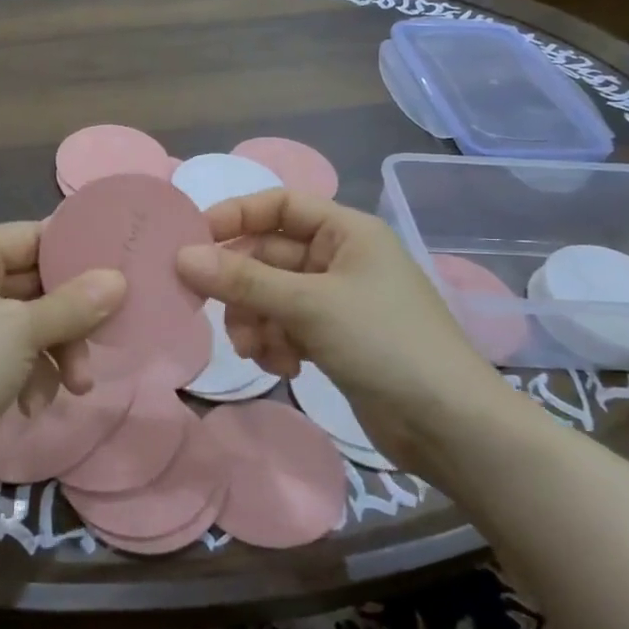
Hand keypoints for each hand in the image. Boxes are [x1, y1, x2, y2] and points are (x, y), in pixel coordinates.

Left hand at [0, 222, 125, 463]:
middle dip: (71, 318)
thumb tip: (118, 279)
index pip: (31, 237)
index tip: (118, 270)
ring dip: (56, 353)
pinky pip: (10, 354)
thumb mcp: (22, 332)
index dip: (74, 252)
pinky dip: (29, 374)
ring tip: (77, 387)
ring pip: (27, 323)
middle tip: (105, 339)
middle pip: (33, 284)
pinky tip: (34, 405)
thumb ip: (73, 304)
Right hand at [175, 190, 506, 451]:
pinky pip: (286, 326)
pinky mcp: (335, 338)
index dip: (237, 216)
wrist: (447, 424)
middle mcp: (341, 258)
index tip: (194, 241)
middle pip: (270, 255)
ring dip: (255, 320)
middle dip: (242, 286)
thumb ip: (243, 280)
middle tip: (211, 308)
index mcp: (347, 231)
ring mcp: (338, 301)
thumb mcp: (309, 305)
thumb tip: (181, 256)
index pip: (281, 204)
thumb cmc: (384, 343)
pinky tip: (283, 366)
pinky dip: (276, 343)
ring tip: (256, 350)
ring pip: (272, 295)